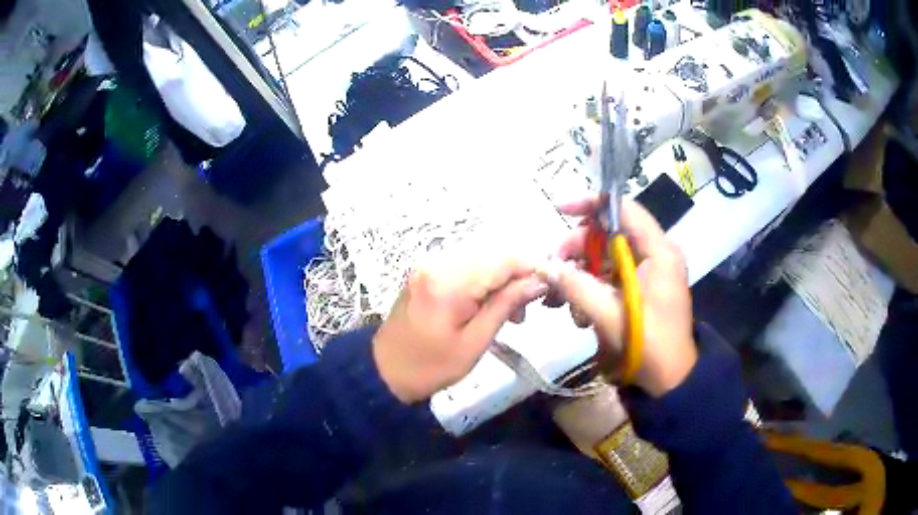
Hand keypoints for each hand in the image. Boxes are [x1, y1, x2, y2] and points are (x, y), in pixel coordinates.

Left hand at [373, 253, 548, 403]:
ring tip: (510, 314)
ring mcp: (430, 264)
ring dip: (502, 280)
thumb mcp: (474, 343)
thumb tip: (539, 281)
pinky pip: (466, 266)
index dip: (532, 267)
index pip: (503, 260)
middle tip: (526, 311)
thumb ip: (506, 306)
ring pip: (482, 259)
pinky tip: (488, 305)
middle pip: (493, 255)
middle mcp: (438, 262)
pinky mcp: (427, 271)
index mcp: (448, 282)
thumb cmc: (431, 367)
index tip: (551, 286)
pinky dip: (484, 281)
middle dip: (518, 276)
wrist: (385, 371)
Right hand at [540, 197, 696, 396]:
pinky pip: (611, 276)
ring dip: (581, 272)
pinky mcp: (642, 289)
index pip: (625, 209)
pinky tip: (577, 311)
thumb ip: (577, 286)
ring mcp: (649, 272)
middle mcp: (656, 255)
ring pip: (607, 255)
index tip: (561, 209)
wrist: (671, 380)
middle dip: (578, 247)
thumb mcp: (609, 315)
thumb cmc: (648, 345)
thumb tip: (546, 266)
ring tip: (561, 299)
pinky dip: (591, 287)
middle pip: (611, 233)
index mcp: (658, 252)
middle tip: (554, 268)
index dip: (591, 204)